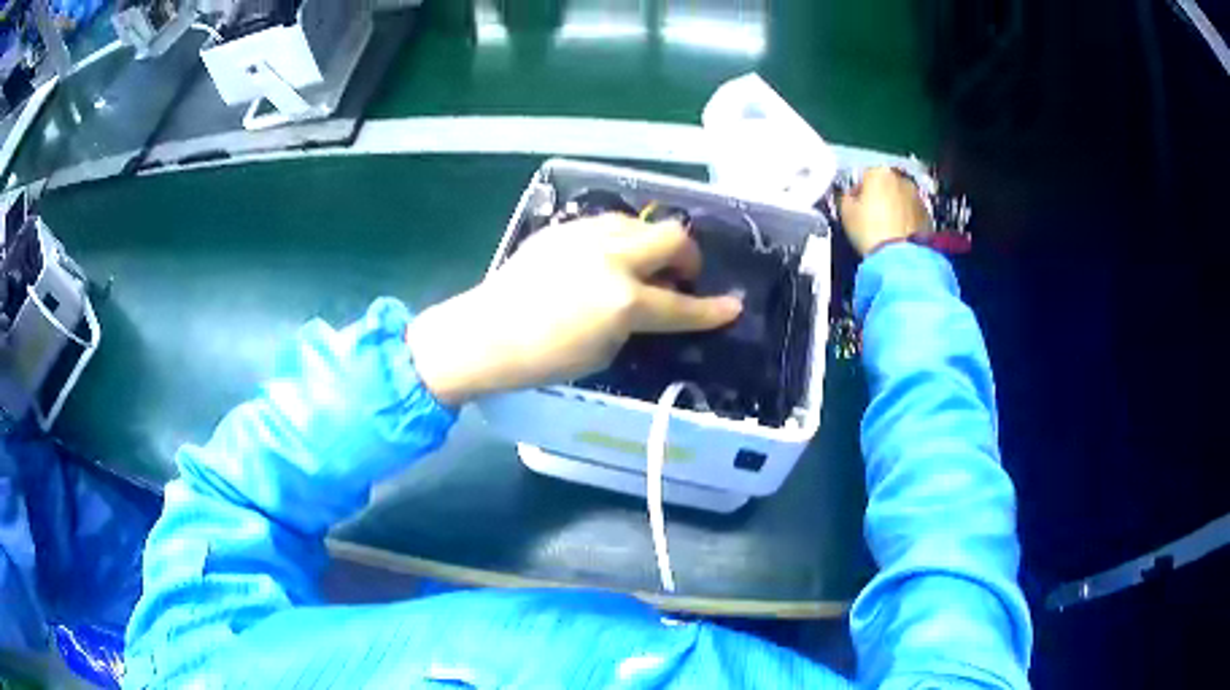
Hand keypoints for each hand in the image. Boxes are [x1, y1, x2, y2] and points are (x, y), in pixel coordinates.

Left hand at [407, 214, 743, 405]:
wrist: (485, 333)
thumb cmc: (543, 358)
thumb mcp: (604, 351)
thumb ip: (635, 321)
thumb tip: (649, 302)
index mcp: (624, 300)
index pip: (681, 305)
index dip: (711, 310)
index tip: (732, 306)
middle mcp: (612, 257)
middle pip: (672, 237)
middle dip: (687, 258)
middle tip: (680, 277)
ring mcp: (586, 236)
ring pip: (639, 223)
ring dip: (652, 244)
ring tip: (642, 267)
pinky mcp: (563, 229)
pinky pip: (607, 225)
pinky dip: (621, 240)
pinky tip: (607, 260)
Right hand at [839, 167, 932, 256]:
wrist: (898, 257)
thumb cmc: (871, 232)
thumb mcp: (845, 212)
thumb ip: (846, 197)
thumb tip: (850, 197)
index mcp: (879, 173)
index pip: (864, 176)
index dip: (858, 192)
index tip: (855, 206)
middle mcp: (901, 179)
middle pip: (885, 185)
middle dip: (879, 198)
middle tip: (870, 218)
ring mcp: (917, 197)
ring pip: (901, 199)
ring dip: (894, 208)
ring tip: (886, 229)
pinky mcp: (927, 215)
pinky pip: (913, 213)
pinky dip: (906, 220)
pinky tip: (898, 235)